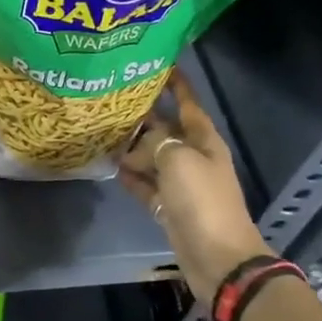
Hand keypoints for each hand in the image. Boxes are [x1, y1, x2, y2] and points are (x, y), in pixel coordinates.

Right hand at [119, 70, 268, 299]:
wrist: (217, 257)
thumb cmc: (203, 200)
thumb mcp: (178, 159)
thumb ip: (155, 142)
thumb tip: (136, 146)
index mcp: (204, 140)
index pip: (188, 103)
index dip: (176, 84)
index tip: (160, 63)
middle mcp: (193, 156)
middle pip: (166, 128)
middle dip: (145, 114)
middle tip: (114, 97)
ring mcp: (181, 183)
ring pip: (153, 156)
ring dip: (132, 146)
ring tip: (104, 130)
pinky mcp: (168, 206)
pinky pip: (146, 184)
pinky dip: (131, 175)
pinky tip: (111, 165)